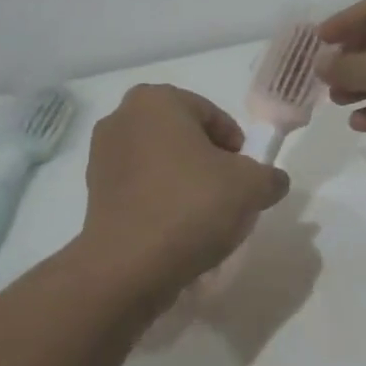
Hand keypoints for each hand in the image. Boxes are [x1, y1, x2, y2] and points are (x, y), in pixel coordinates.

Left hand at [78, 84, 289, 303]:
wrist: (128, 266)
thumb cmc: (191, 206)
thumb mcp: (250, 187)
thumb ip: (269, 176)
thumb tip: (271, 182)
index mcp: (156, 100)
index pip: (212, 115)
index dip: (236, 147)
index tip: (246, 177)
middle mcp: (123, 117)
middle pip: (184, 136)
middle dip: (208, 162)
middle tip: (228, 195)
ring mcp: (102, 155)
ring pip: (161, 162)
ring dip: (184, 182)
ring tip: (203, 218)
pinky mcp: (93, 191)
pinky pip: (140, 187)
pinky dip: (160, 201)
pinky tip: (176, 231)